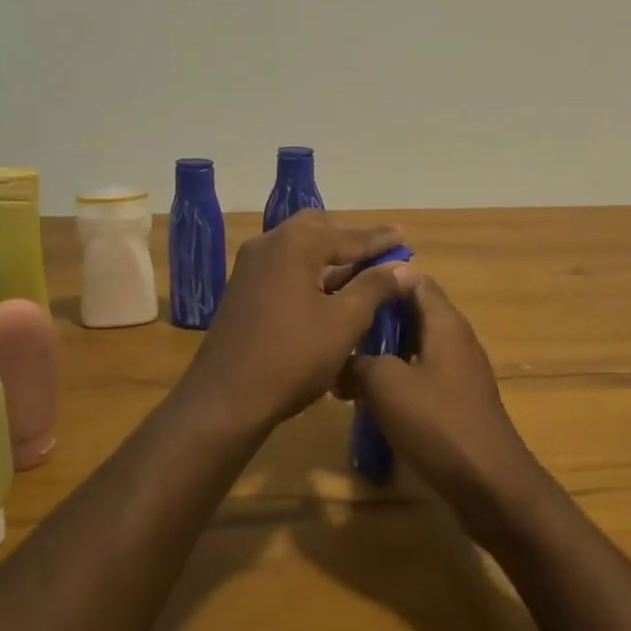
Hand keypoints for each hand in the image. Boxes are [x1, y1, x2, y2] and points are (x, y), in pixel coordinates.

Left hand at [185, 211, 418, 431]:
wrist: (224, 400)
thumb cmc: (291, 358)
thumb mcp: (344, 322)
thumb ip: (375, 287)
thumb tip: (406, 266)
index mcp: (295, 244)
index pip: (348, 236)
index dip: (380, 240)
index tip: (405, 235)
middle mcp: (269, 244)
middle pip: (318, 229)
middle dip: (351, 240)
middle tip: (380, 252)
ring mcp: (251, 266)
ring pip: (299, 248)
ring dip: (330, 256)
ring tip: (360, 271)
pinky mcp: (243, 289)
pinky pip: (285, 266)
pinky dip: (310, 271)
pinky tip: (328, 291)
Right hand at [339, 277, 545, 535]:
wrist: (489, 484)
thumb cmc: (438, 423)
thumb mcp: (386, 385)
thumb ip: (359, 361)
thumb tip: (340, 357)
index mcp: (444, 322)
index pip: (413, 278)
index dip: (380, 277)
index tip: (344, 284)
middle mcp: (455, 338)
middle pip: (411, 312)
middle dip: (374, 317)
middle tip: (335, 326)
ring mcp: (458, 370)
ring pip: (412, 346)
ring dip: (380, 352)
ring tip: (341, 363)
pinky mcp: (455, 399)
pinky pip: (420, 374)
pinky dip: (394, 378)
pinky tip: (366, 397)